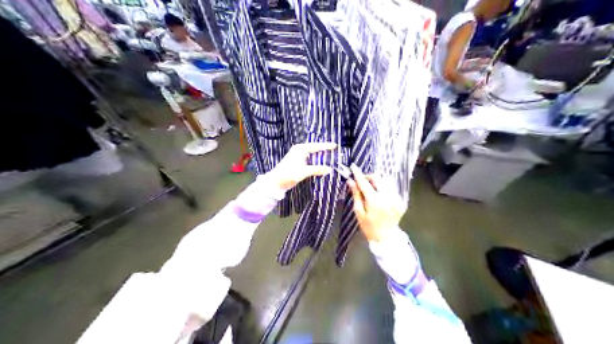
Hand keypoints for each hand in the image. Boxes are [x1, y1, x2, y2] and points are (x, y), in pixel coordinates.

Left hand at [268, 142, 337, 190]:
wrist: (276, 182)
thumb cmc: (289, 174)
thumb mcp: (304, 172)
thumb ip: (317, 169)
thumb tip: (329, 169)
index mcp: (301, 149)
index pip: (316, 146)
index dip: (326, 146)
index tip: (335, 146)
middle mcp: (299, 150)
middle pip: (314, 148)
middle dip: (323, 150)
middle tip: (333, 151)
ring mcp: (297, 155)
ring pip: (311, 154)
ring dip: (319, 156)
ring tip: (329, 157)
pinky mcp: (296, 161)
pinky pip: (308, 158)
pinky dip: (314, 160)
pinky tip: (319, 164)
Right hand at [347, 164, 406, 240]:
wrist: (386, 238)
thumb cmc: (369, 227)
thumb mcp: (359, 212)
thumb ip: (356, 195)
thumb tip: (350, 181)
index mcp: (375, 201)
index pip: (365, 183)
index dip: (358, 174)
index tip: (353, 166)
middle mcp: (387, 197)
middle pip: (377, 178)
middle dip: (368, 177)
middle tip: (362, 182)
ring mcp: (396, 199)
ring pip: (385, 182)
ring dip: (377, 183)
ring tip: (371, 191)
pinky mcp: (401, 201)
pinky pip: (391, 189)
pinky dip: (384, 189)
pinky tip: (380, 197)